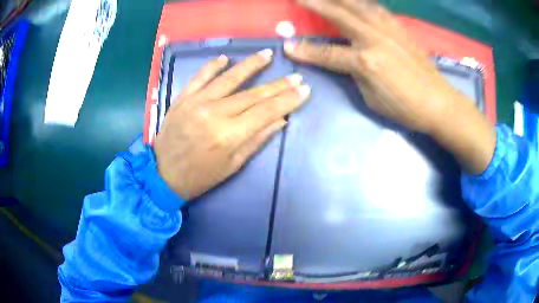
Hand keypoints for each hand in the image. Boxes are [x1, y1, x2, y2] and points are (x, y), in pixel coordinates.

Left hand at [154, 50, 309, 199]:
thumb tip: (279, 120)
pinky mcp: (183, 98)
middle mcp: (214, 113)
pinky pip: (200, 77)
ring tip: (267, 54)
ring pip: (229, 79)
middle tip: (295, 77)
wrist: (162, 174)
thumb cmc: (200, 176)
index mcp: (229, 135)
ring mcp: (196, 102)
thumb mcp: (232, 166)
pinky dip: (213, 66)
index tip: (304, 89)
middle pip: (253, 94)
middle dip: (278, 85)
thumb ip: (256, 140)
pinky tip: (225, 59)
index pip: (266, 111)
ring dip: (250, 65)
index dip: (288, 99)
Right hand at [285, 0, 462, 133]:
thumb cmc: (405, 107)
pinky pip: (377, 8)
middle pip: (339, 14)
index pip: (328, 54)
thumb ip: (354, 74)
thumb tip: (344, 61)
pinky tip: (356, 1)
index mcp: (365, 61)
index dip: (306, 51)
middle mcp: (374, 38)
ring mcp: (389, 30)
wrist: (439, 103)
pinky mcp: (400, 29)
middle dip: (316, 3)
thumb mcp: (372, 98)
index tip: (287, 46)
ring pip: (358, 5)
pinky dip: (363, 1)